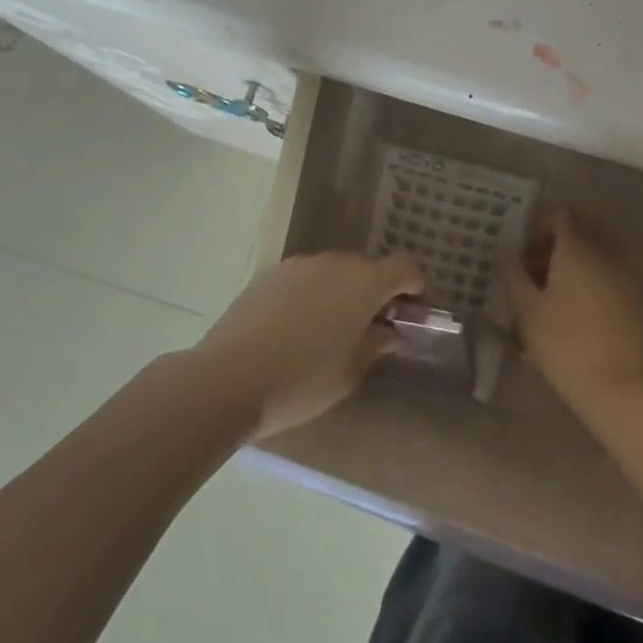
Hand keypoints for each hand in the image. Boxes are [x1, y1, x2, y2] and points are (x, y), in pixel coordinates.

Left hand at [196, 252, 423, 439]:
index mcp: (363, 282)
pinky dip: (314, 293)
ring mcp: (299, 264)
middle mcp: (334, 262)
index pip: (404, 267)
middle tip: (376, 325)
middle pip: (368, 266)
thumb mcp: (350, 372)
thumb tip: (387, 330)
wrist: (227, 378)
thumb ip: (375, 344)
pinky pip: (306, 277)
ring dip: (344, 290)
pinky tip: (299, 326)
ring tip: (334, 328)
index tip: (416, 309)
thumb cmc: (301, 381)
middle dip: (378, 290)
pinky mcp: (270, 273)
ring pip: (335, 270)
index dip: (416, 285)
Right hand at [506, 212, 642, 418]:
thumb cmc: (564, 343)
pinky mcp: (634, 301)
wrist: (619, 388)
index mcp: (577, 247)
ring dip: (573, 265)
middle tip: (535, 273)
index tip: (524, 257)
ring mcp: (623, 277)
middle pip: (581, 232)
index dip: (539, 230)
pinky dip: (590, 282)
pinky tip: (574, 314)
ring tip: (551, 297)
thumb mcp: (527, 310)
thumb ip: (513, 274)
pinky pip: (608, 276)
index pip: (561, 216)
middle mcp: (604, 253)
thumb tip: (504, 251)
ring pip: (596, 255)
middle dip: (556, 246)